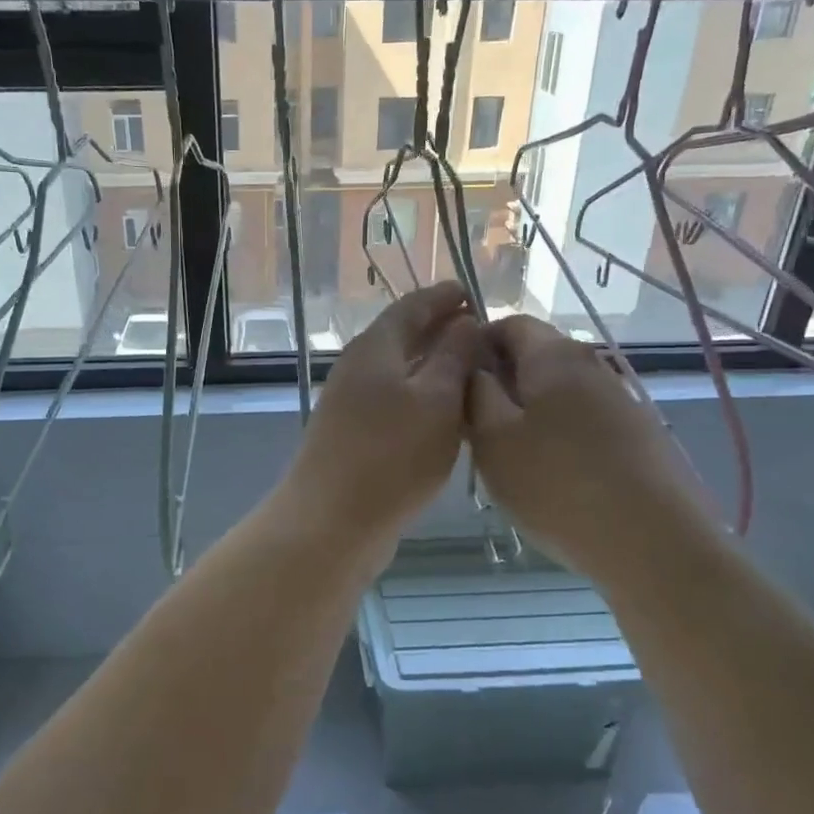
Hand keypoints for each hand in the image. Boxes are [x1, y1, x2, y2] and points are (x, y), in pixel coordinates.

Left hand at [280, 282, 483, 544]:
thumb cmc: (391, 455)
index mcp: (375, 348)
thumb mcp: (436, 399)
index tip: (472, 293)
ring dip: (433, 366)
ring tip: (474, 371)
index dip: (443, 297)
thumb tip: (465, 322)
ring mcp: (351, 404)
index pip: (411, 307)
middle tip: (481, 332)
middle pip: (402, 337)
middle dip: (440, 330)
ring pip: (399, 372)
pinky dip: (422, 398)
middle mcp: (359, 369)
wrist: (332, 521)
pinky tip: (447, 416)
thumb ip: (453, 356)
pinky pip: (395, 402)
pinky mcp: (354, 437)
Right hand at [466, 316, 704, 565]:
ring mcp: (621, 401)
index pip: (510, 323)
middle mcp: (593, 366)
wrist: (653, 544)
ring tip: (509, 455)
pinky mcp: (639, 436)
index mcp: (555, 356)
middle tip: (475, 424)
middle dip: (501, 381)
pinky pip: (584, 420)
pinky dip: (559, 434)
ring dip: (529, 411)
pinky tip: (551, 475)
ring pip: (560, 392)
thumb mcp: (494, 440)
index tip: (455, 381)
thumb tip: (474, 369)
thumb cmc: (557, 485)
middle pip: (537, 356)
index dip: (477, 343)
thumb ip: (476, 394)